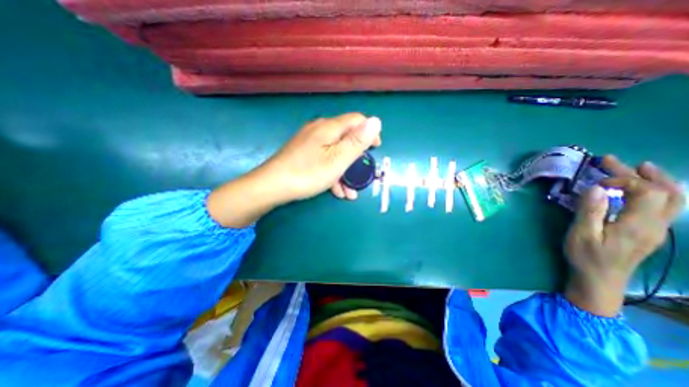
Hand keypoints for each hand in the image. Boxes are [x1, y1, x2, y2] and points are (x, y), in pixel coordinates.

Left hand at [207, 111, 384, 227]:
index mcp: (329, 127)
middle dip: (357, 157)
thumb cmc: (308, 173)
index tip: (376, 149)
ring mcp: (310, 142)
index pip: (357, 120)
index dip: (370, 132)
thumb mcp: (338, 159)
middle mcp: (319, 130)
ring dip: (345, 171)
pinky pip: (324, 159)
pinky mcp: (303, 153)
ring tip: (350, 192)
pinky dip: (333, 173)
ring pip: (335, 152)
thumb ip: (357, 141)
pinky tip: (336, 190)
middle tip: (362, 174)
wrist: (272, 186)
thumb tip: (376, 121)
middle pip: (346, 138)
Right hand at [565, 156, 682, 316]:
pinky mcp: (650, 231)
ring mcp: (657, 228)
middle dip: (638, 173)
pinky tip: (645, 188)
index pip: (646, 191)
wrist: (600, 279)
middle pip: (662, 191)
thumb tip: (597, 187)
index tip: (596, 181)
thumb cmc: (586, 256)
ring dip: (657, 179)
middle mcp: (655, 224)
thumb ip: (590, 211)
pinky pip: (667, 206)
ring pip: (673, 199)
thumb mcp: (581, 234)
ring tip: (640, 166)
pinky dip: (659, 191)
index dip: (623, 179)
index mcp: (637, 224)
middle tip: (611, 160)